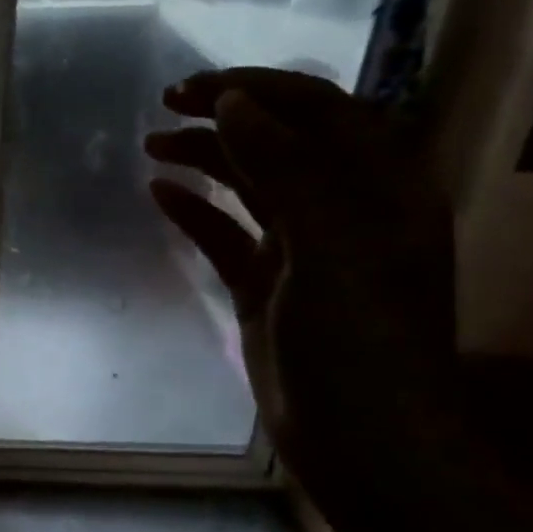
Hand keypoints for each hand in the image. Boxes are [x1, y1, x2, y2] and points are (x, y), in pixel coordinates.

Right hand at [144, 69, 458, 515]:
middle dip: (227, 117)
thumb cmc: (359, 342)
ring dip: (207, 159)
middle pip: (282, 143)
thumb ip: (285, 169)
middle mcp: (344, 210)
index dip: (260, 90)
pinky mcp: (267, 288)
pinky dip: (196, 211)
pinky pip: (228, 236)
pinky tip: (161, 195)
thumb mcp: (328, 246)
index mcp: (380, 190)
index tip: (196, 88)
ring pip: (251, 187)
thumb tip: (233, 103)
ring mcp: (303, 252)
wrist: (363, 443)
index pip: (320, 112)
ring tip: (153, 144)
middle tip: (165, 106)